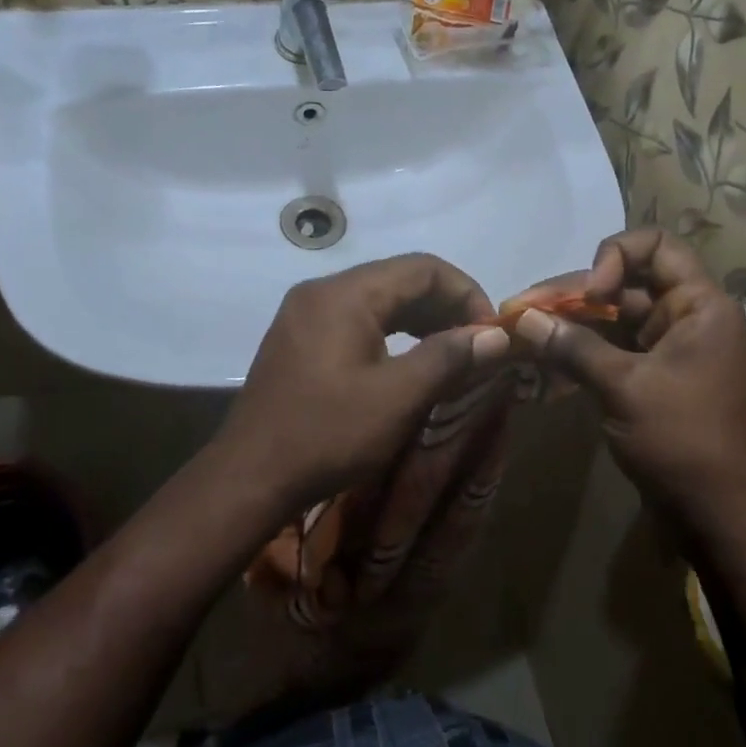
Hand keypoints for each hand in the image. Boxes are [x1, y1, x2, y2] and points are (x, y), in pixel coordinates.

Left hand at [213, 253, 511, 516]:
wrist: (249, 478)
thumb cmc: (327, 434)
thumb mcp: (398, 398)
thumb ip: (449, 358)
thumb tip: (496, 335)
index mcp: (345, 294)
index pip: (422, 268)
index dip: (466, 293)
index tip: (491, 332)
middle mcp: (322, 291)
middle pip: (399, 279)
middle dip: (445, 307)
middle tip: (477, 346)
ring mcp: (305, 314)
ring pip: (378, 300)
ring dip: (420, 320)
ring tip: (452, 354)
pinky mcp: (299, 339)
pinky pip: (356, 320)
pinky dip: (391, 334)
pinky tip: (409, 362)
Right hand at [512, 229, 745, 539]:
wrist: (719, 516)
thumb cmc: (682, 440)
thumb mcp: (624, 387)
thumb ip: (573, 346)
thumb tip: (522, 318)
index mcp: (699, 305)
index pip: (657, 245)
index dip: (615, 256)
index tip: (591, 295)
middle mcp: (686, 318)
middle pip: (624, 284)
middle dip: (571, 297)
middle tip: (519, 310)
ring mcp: (669, 350)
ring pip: (613, 320)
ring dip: (569, 325)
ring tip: (520, 334)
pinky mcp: (652, 380)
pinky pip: (613, 351)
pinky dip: (580, 353)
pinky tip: (541, 363)